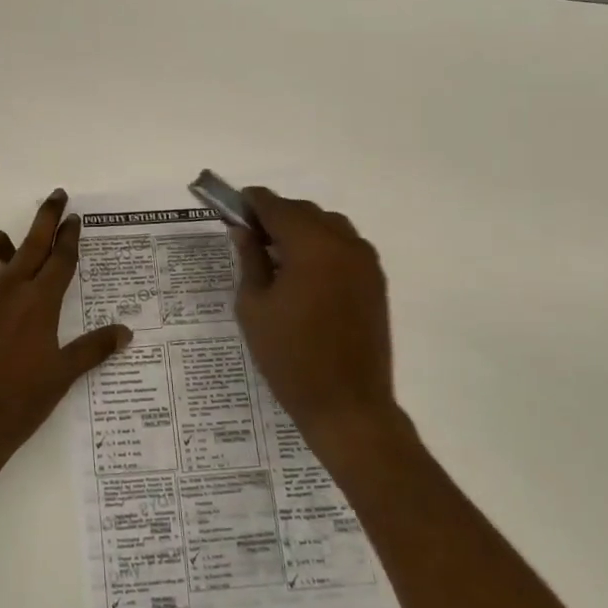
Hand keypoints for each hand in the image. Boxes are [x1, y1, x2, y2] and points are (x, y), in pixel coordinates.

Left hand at [0, 190, 130, 468]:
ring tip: (8, 252)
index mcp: (38, 302)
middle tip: (57, 196)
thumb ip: (93, 348)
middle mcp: (5, 288)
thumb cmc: (19, 403)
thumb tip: (126, 332)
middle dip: (47, 216)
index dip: (70, 236)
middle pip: (30, 241)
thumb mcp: (62, 376)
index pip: (60, 258)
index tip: (75, 218)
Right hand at [231, 188, 395, 445]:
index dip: (251, 202)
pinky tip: (304, 272)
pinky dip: (322, 245)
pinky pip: (345, 245)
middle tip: (249, 235)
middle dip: (276, 215)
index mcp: (311, 246)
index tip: (233, 207)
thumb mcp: (254, 306)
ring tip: (277, 255)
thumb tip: (243, 230)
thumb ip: (250, 259)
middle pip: (304, 211)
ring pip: (328, 225)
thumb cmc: (290, 357)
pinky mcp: (375, 281)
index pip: (276, 206)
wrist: (348, 406)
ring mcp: (365, 262)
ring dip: (301, 228)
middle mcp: (343, 244)